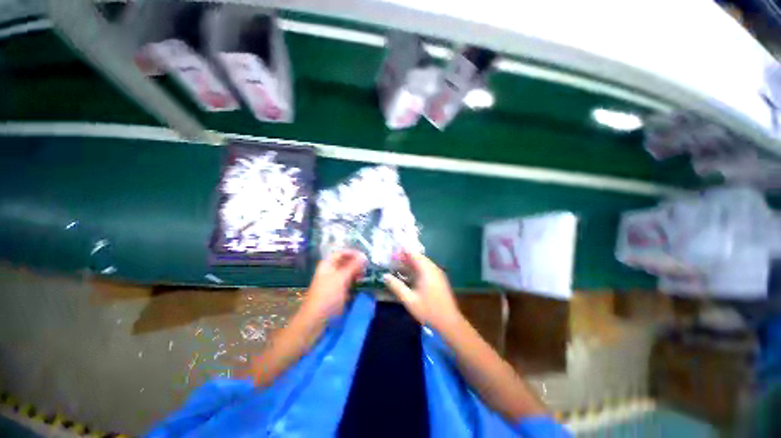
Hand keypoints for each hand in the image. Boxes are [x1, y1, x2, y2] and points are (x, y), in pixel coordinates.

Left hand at [300, 249, 366, 322]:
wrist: (316, 319)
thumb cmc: (327, 295)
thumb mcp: (341, 278)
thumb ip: (353, 266)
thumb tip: (364, 256)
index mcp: (327, 265)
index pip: (341, 253)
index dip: (352, 252)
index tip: (364, 256)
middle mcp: (330, 271)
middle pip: (344, 262)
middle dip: (355, 262)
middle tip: (367, 266)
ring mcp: (333, 282)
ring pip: (347, 272)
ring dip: (356, 271)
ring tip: (365, 274)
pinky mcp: (337, 291)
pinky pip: (348, 282)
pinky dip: (354, 280)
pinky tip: (361, 282)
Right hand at [383, 252, 460, 331]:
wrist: (450, 322)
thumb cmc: (428, 311)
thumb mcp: (409, 300)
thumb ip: (396, 286)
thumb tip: (384, 276)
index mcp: (426, 270)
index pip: (413, 254)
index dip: (402, 251)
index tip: (391, 252)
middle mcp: (433, 268)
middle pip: (418, 257)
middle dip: (405, 257)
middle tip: (392, 259)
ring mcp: (437, 273)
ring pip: (422, 263)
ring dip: (411, 263)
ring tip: (398, 266)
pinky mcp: (439, 279)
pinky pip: (426, 268)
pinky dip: (417, 268)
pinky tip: (410, 275)